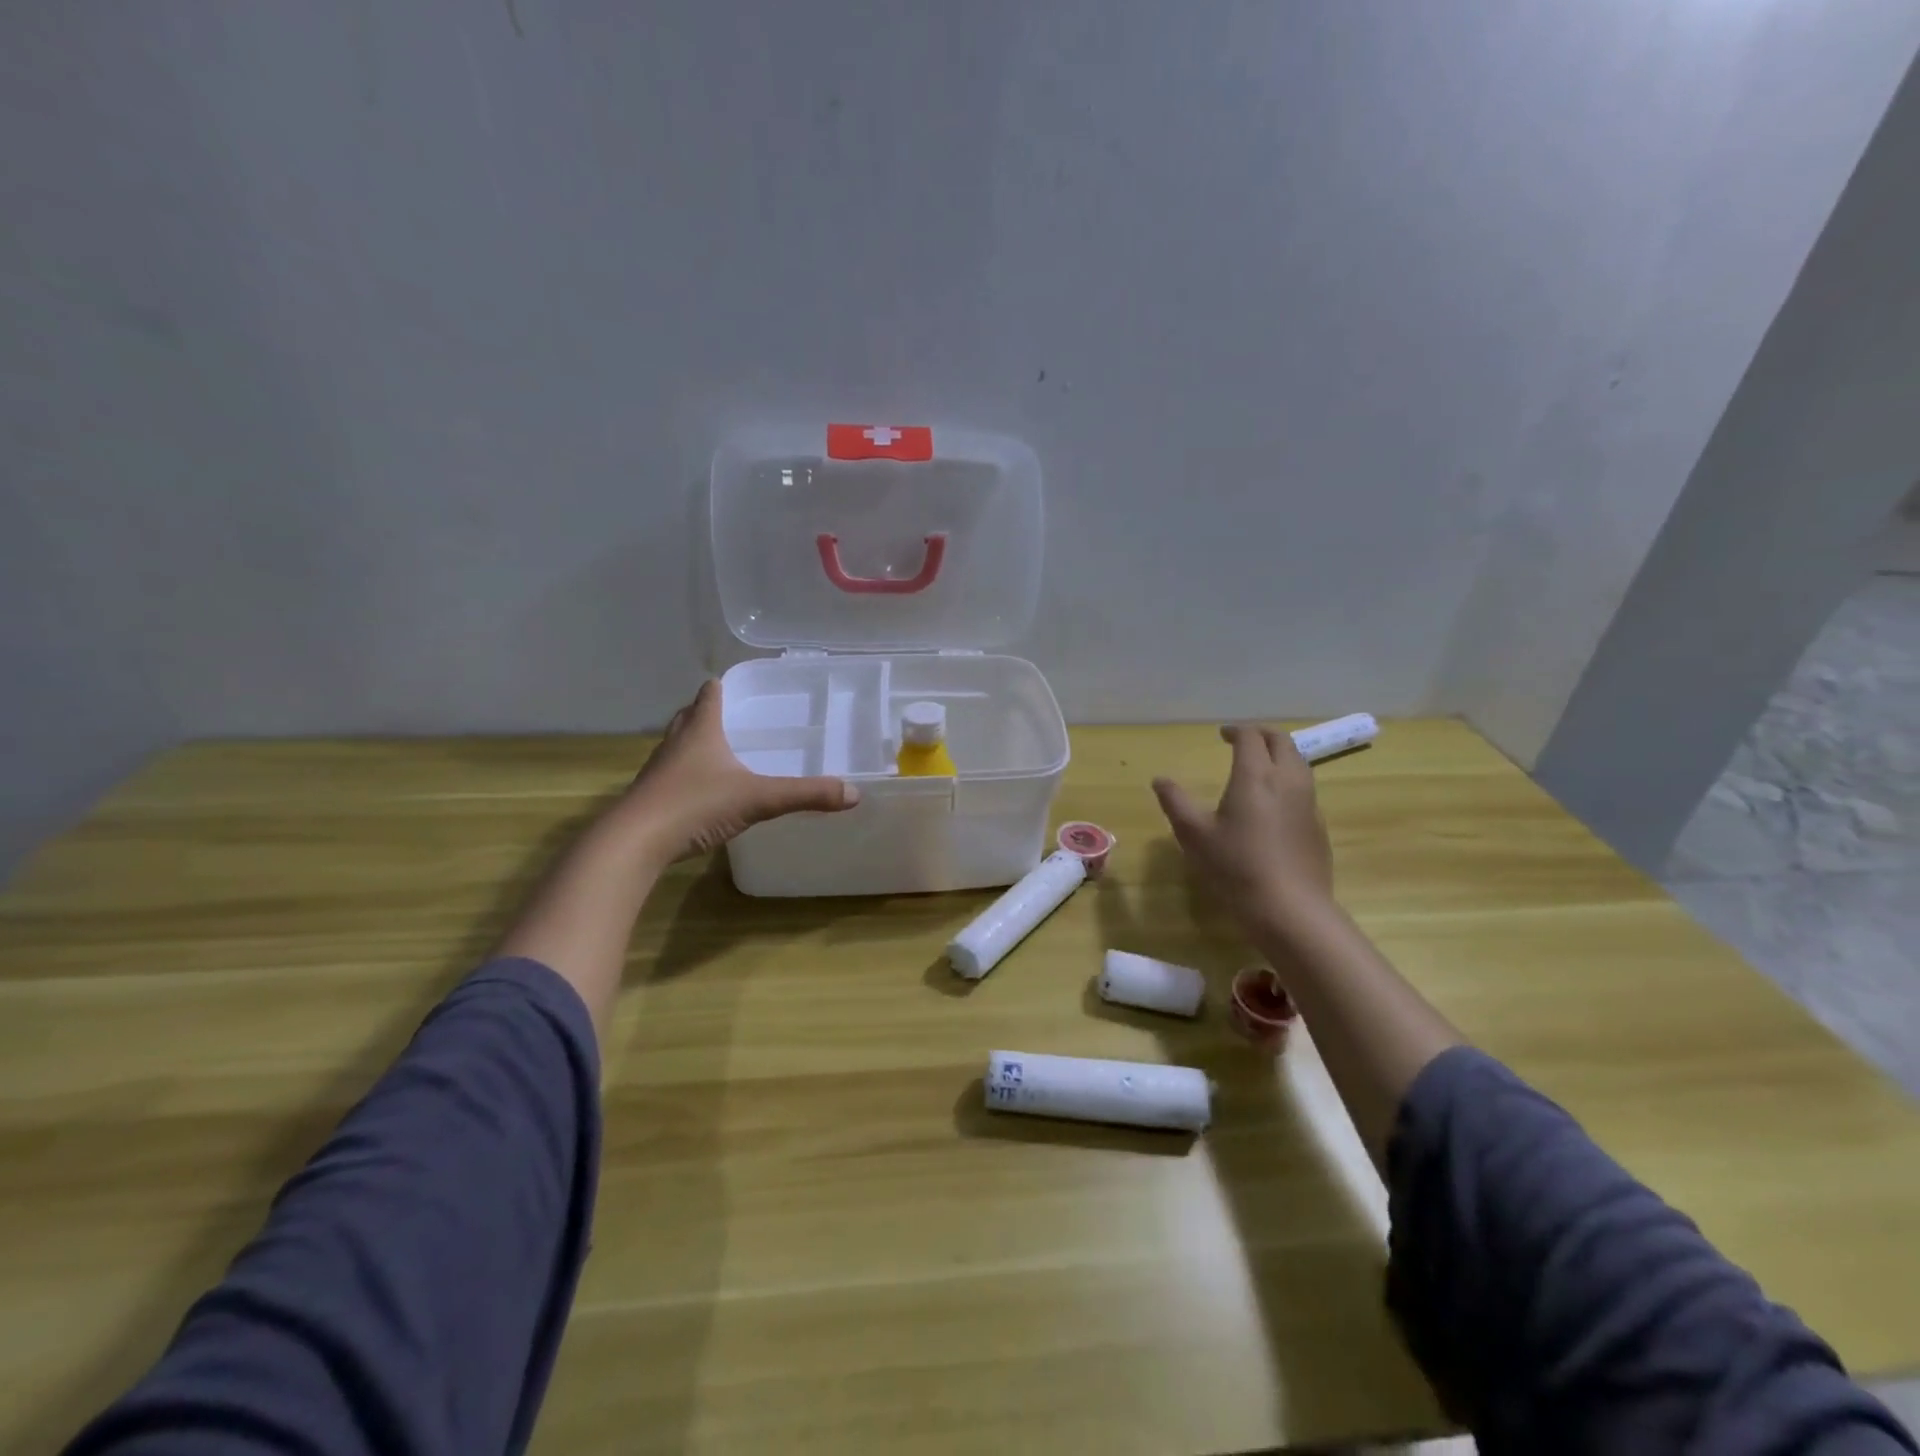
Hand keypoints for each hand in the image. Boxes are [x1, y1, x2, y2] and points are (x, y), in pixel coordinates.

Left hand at [617, 681, 858, 860]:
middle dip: (706, 713)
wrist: (635, 842)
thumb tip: (853, 793)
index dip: (721, 687)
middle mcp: (676, 743)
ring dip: (693, 743)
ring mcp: (658, 771)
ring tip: (718, 751)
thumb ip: (805, 794)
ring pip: (677, 745)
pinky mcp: (650, 798)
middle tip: (731, 716)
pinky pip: (671, 775)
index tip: (734, 684)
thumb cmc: (695, 805)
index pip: (710, 695)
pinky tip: (702, 792)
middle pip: (689, 717)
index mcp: (701, 731)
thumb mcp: (758, 799)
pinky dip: (686, 775)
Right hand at [1152, 724, 1334, 934]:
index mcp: (1255, 775)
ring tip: (1260, 766)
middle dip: (1262, 734)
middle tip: (1243, 741)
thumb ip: (1176, 802)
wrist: (1291, 909)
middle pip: (1282, 741)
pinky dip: (1289, 780)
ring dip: (1279, 754)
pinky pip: (1305, 788)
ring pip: (1299, 763)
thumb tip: (1160, 780)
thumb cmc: (1236, 867)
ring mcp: (1308, 803)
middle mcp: (1287, 780)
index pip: (1250, 737)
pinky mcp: (1318, 826)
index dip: (1235, 731)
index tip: (1222, 735)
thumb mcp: (1194, 835)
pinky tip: (1275, 803)